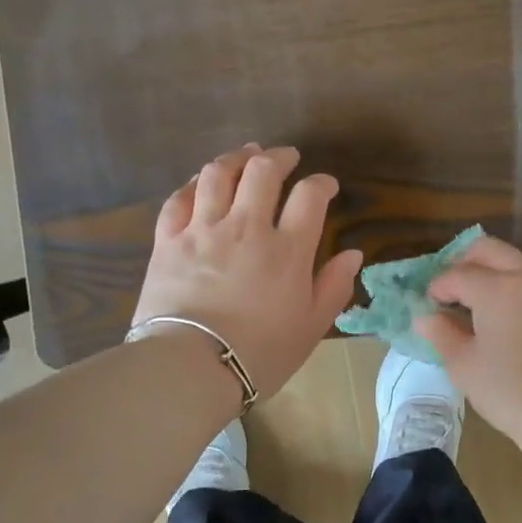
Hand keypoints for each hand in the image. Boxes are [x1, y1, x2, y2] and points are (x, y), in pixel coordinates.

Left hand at [133, 144, 362, 398]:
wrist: (191, 367)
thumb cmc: (260, 353)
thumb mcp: (310, 327)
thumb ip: (333, 287)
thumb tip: (353, 254)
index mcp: (287, 249)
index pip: (310, 196)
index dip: (321, 183)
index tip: (326, 185)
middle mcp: (246, 227)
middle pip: (263, 171)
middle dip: (279, 157)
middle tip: (286, 157)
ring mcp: (202, 229)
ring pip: (218, 174)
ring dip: (236, 158)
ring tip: (246, 155)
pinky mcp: (168, 240)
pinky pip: (179, 198)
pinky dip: (193, 183)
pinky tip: (201, 181)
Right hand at [413, 236, 521, 451]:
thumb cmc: (510, 392)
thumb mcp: (464, 366)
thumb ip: (441, 334)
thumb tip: (425, 317)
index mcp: (497, 288)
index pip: (457, 274)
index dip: (437, 287)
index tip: (428, 306)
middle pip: (488, 250)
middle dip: (463, 263)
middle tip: (449, 292)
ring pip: (514, 262)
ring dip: (490, 273)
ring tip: (475, 307)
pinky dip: (512, 286)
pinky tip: (503, 318)